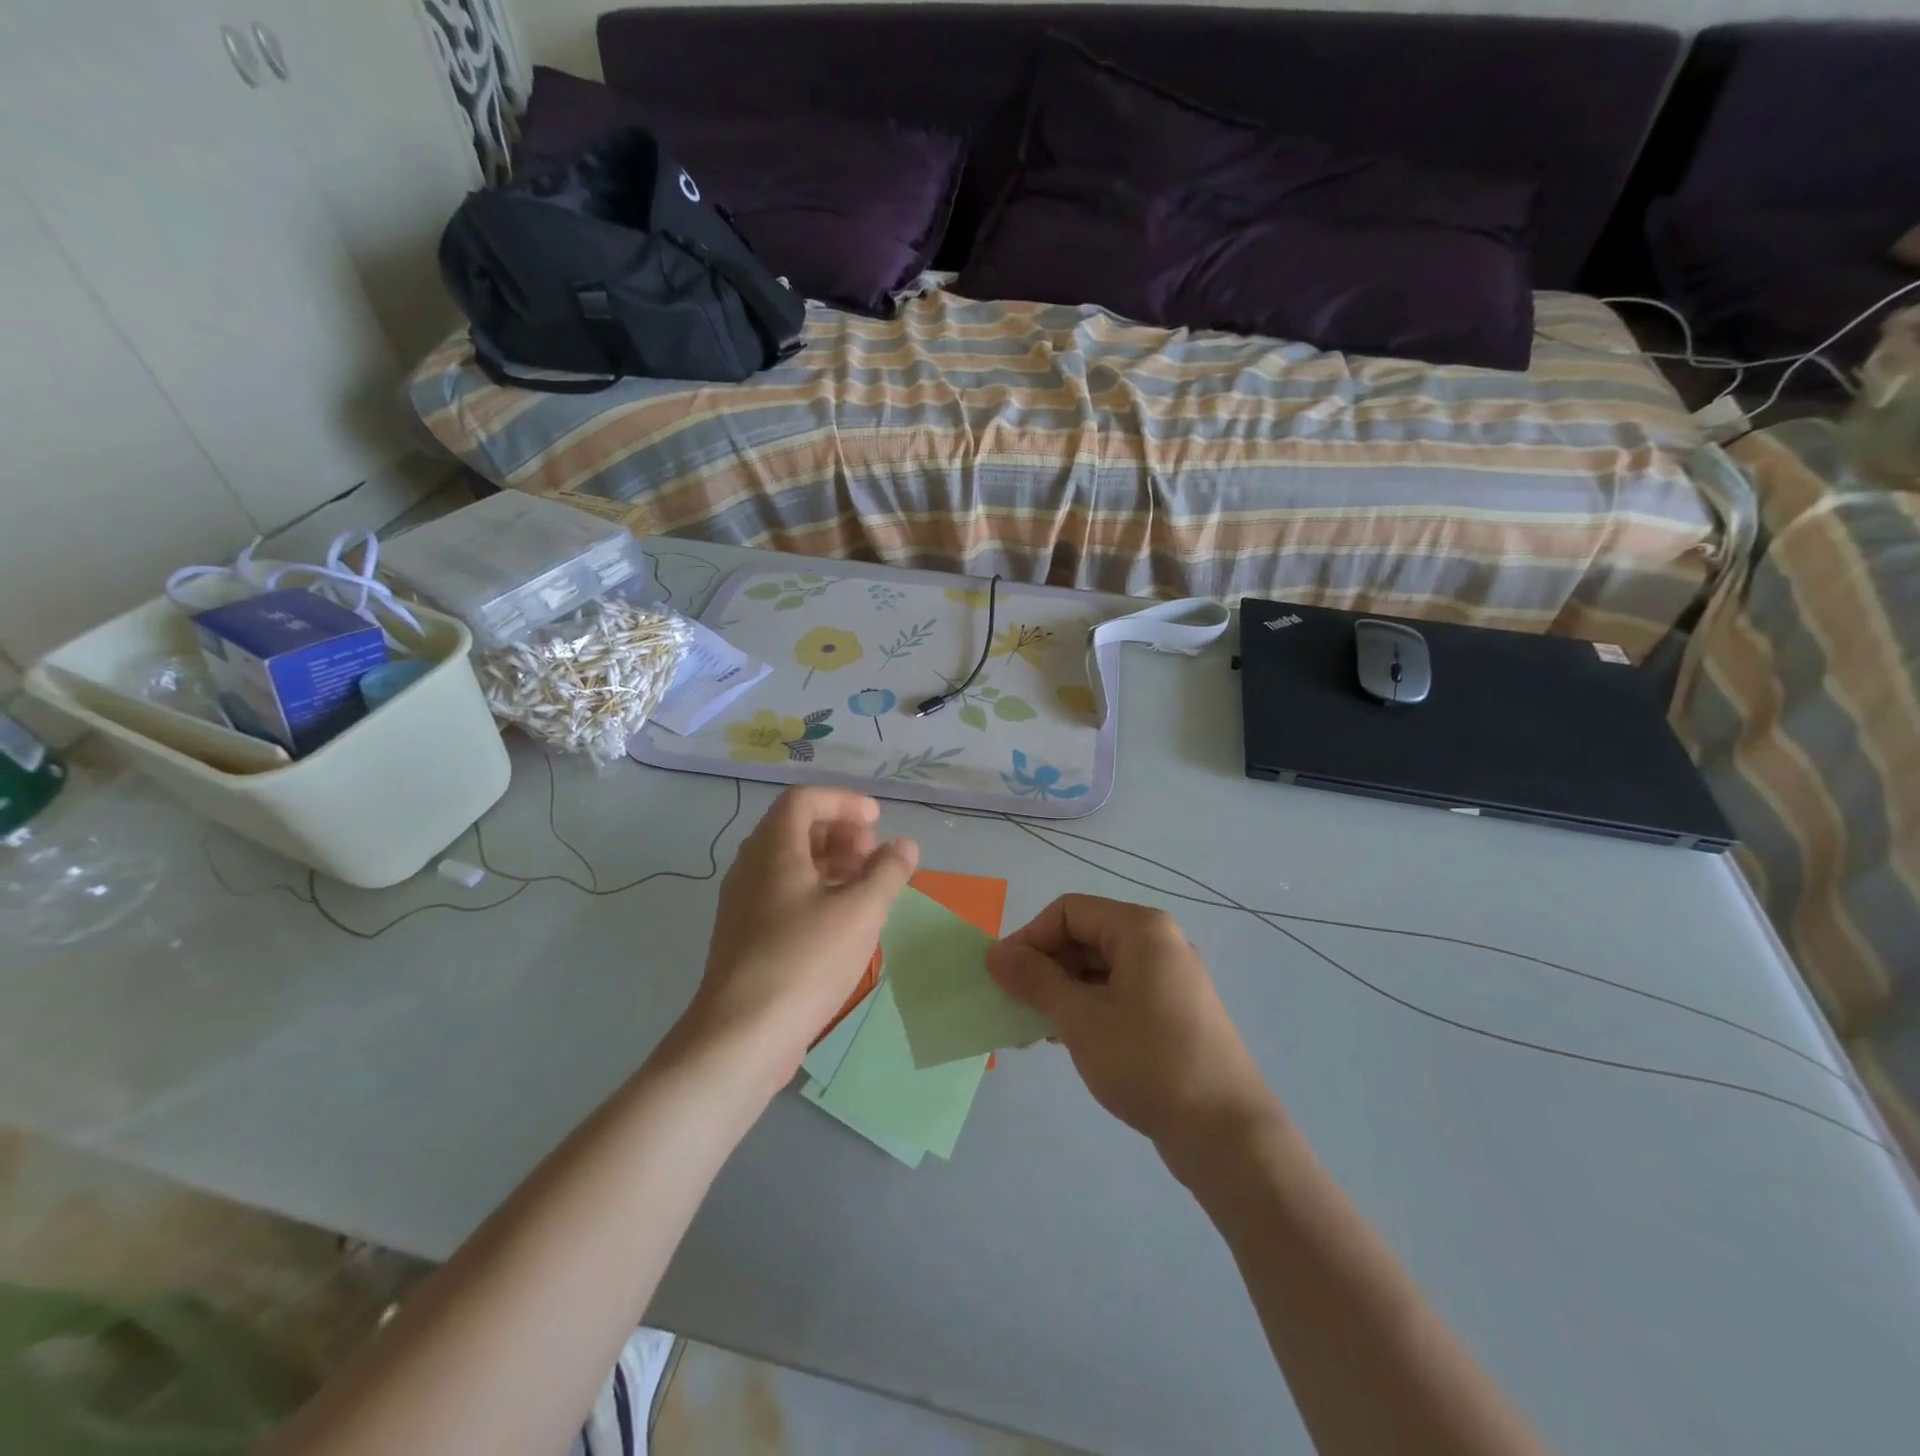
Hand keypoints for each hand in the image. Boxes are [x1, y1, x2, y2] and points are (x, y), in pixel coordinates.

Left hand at [684, 788, 917, 1078]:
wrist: (741, 1037)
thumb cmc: (805, 962)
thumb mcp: (860, 913)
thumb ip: (888, 872)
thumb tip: (905, 845)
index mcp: (773, 849)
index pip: (804, 798)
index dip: (844, 801)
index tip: (878, 822)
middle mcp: (751, 866)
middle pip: (795, 827)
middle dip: (840, 833)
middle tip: (873, 858)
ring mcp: (743, 902)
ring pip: (789, 862)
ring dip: (830, 863)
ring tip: (864, 889)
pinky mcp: (744, 934)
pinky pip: (781, 892)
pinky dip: (815, 891)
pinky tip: (840, 922)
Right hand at [986, 895, 1280, 1154]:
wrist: (1227, 1134)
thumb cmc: (1149, 1063)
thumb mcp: (1081, 1019)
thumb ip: (1035, 980)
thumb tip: (995, 953)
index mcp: (1141, 929)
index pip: (1068, 912)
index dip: (1029, 939)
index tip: (1003, 979)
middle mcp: (1158, 943)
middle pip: (1084, 937)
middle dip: (1044, 969)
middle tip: (1015, 1009)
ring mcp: (1168, 979)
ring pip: (1098, 969)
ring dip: (1061, 993)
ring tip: (1035, 1033)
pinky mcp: (1171, 1012)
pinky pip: (1117, 994)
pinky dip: (1087, 1009)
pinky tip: (1067, 1041)